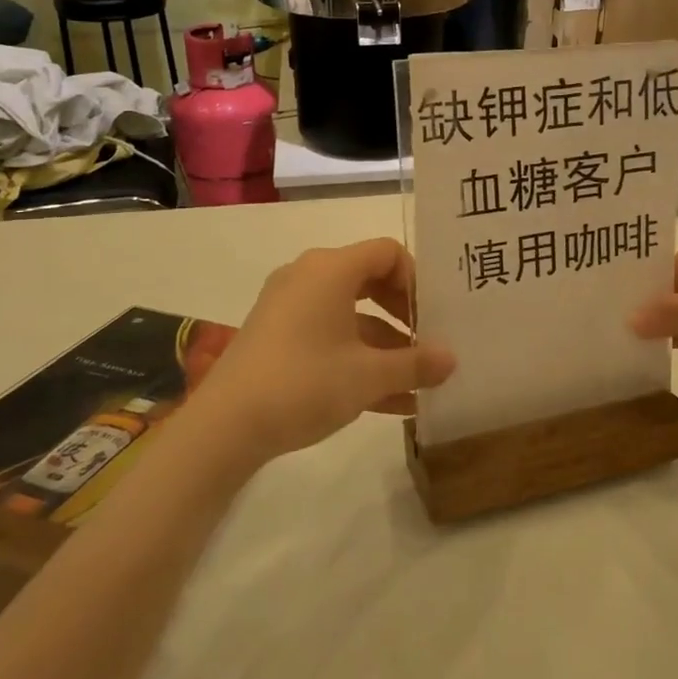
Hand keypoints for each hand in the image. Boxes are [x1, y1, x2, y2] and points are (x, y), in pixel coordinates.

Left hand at [195, 239, 455, 465]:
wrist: (225, 426)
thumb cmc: (305, 382)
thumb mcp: (369, 375)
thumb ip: (416, 364)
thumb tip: (452, 359)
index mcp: (330, 269)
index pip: (387, 252)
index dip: (416, 279)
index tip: (432, 316)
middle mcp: (308, 278)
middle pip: (370, 281)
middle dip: (404, 314)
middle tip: (429, 342)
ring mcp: (289, 309)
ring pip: (351, 316)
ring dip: (386, 346)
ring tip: (419, 382)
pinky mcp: (277, 339)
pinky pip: (329, 338)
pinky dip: (358, 361)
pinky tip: (392, 403)